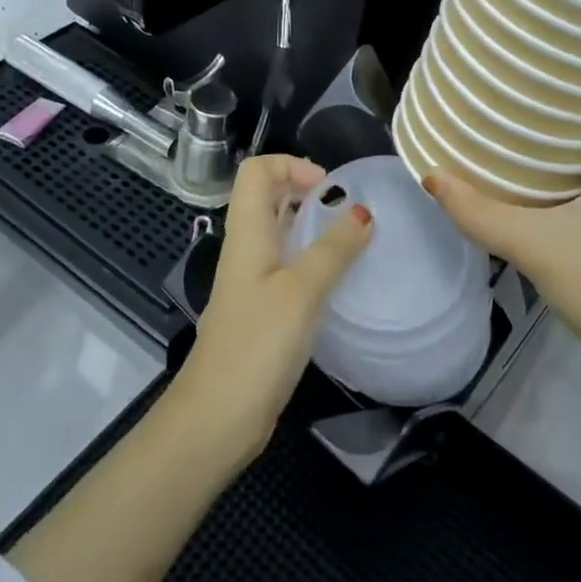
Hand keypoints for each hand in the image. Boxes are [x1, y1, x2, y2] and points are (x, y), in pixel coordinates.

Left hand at [172, 154, 372, 466]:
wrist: (217, 416)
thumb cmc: (256, 345)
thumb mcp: (301, 292)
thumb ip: (333, 251)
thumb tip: (363, 212)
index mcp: (247, 231)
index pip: (256, 170)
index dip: (290, 165)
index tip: (328, 188)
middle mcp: (247, 247)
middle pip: (268, 196)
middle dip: (306, 190)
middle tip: (347, 208)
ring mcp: (253, 279)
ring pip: (280, 231)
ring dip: (312, 225)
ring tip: (352, 238)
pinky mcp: (262, 309)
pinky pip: (287, 265)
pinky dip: (312, 259)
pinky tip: (339, 280)